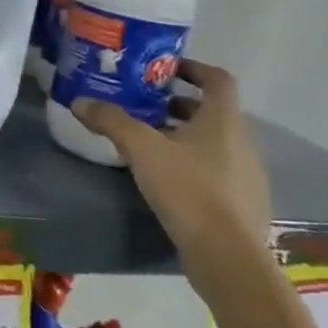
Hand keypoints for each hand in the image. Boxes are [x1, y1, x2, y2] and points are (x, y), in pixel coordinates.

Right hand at [70, 60, 271, 300]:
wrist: (229, 258)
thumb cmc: (189, 190)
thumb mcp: (141, 150)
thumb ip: (112, 121)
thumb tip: (80, 101)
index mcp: (224, 121)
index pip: (218, 79)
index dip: (194, 68)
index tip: (166, 70)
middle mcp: (242, 142)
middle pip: (214, 112)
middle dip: (179, 106)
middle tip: (146, 107)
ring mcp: (247, 176)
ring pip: (215, 143)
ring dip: (185, 136)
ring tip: (149, 144)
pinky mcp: (242, 205)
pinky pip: (217, 171)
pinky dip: (193, 165)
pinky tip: (166, 181)